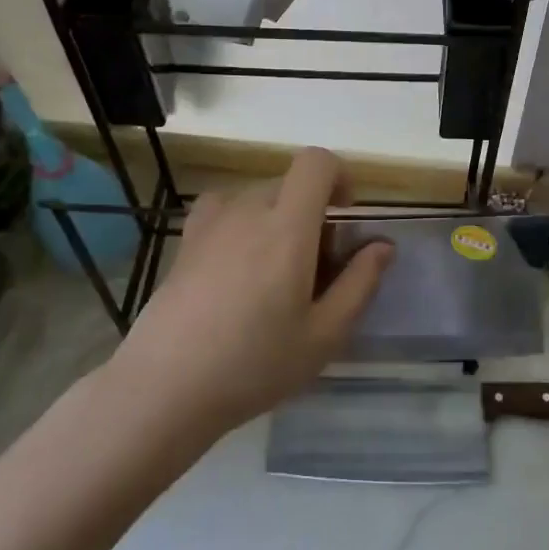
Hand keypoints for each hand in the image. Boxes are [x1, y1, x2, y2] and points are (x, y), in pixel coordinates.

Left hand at [116, 148, 390, 433]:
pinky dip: (242, 223)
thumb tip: (383, 246)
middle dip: (312, 211)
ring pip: (258, 198)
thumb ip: (360, 284)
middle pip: (290, 184)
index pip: (315, 162)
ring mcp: (211, 222)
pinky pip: (225, 210)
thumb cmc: (254, 364)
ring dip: (278, 219)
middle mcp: (248, 210)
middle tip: (315, 267)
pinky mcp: (186, 240)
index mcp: (287, 227)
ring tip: (274, 272)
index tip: (345, 216)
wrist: (166, 387)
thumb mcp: (324, 336)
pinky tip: (237, 266)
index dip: (339, 176)